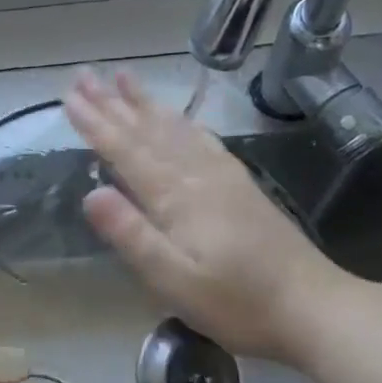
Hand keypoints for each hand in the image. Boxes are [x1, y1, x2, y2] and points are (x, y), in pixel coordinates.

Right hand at [63, 67, 354, 363]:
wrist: (312, 306)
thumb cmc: (236, 302)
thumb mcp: (174, 279)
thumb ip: (132, 235)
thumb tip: (91, 194)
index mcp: (176, 197)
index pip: (126, 151)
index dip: (96, 124)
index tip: (69, 98)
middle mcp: (197, 175)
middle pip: (148, 131)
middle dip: (113, 103)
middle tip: (84, 76)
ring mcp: (222, 176)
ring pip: (175, 128)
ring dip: (145, 103)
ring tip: (124, 78)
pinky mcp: (240, 185)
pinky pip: (202, 140)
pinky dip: (182, 122)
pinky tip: (178, 116)